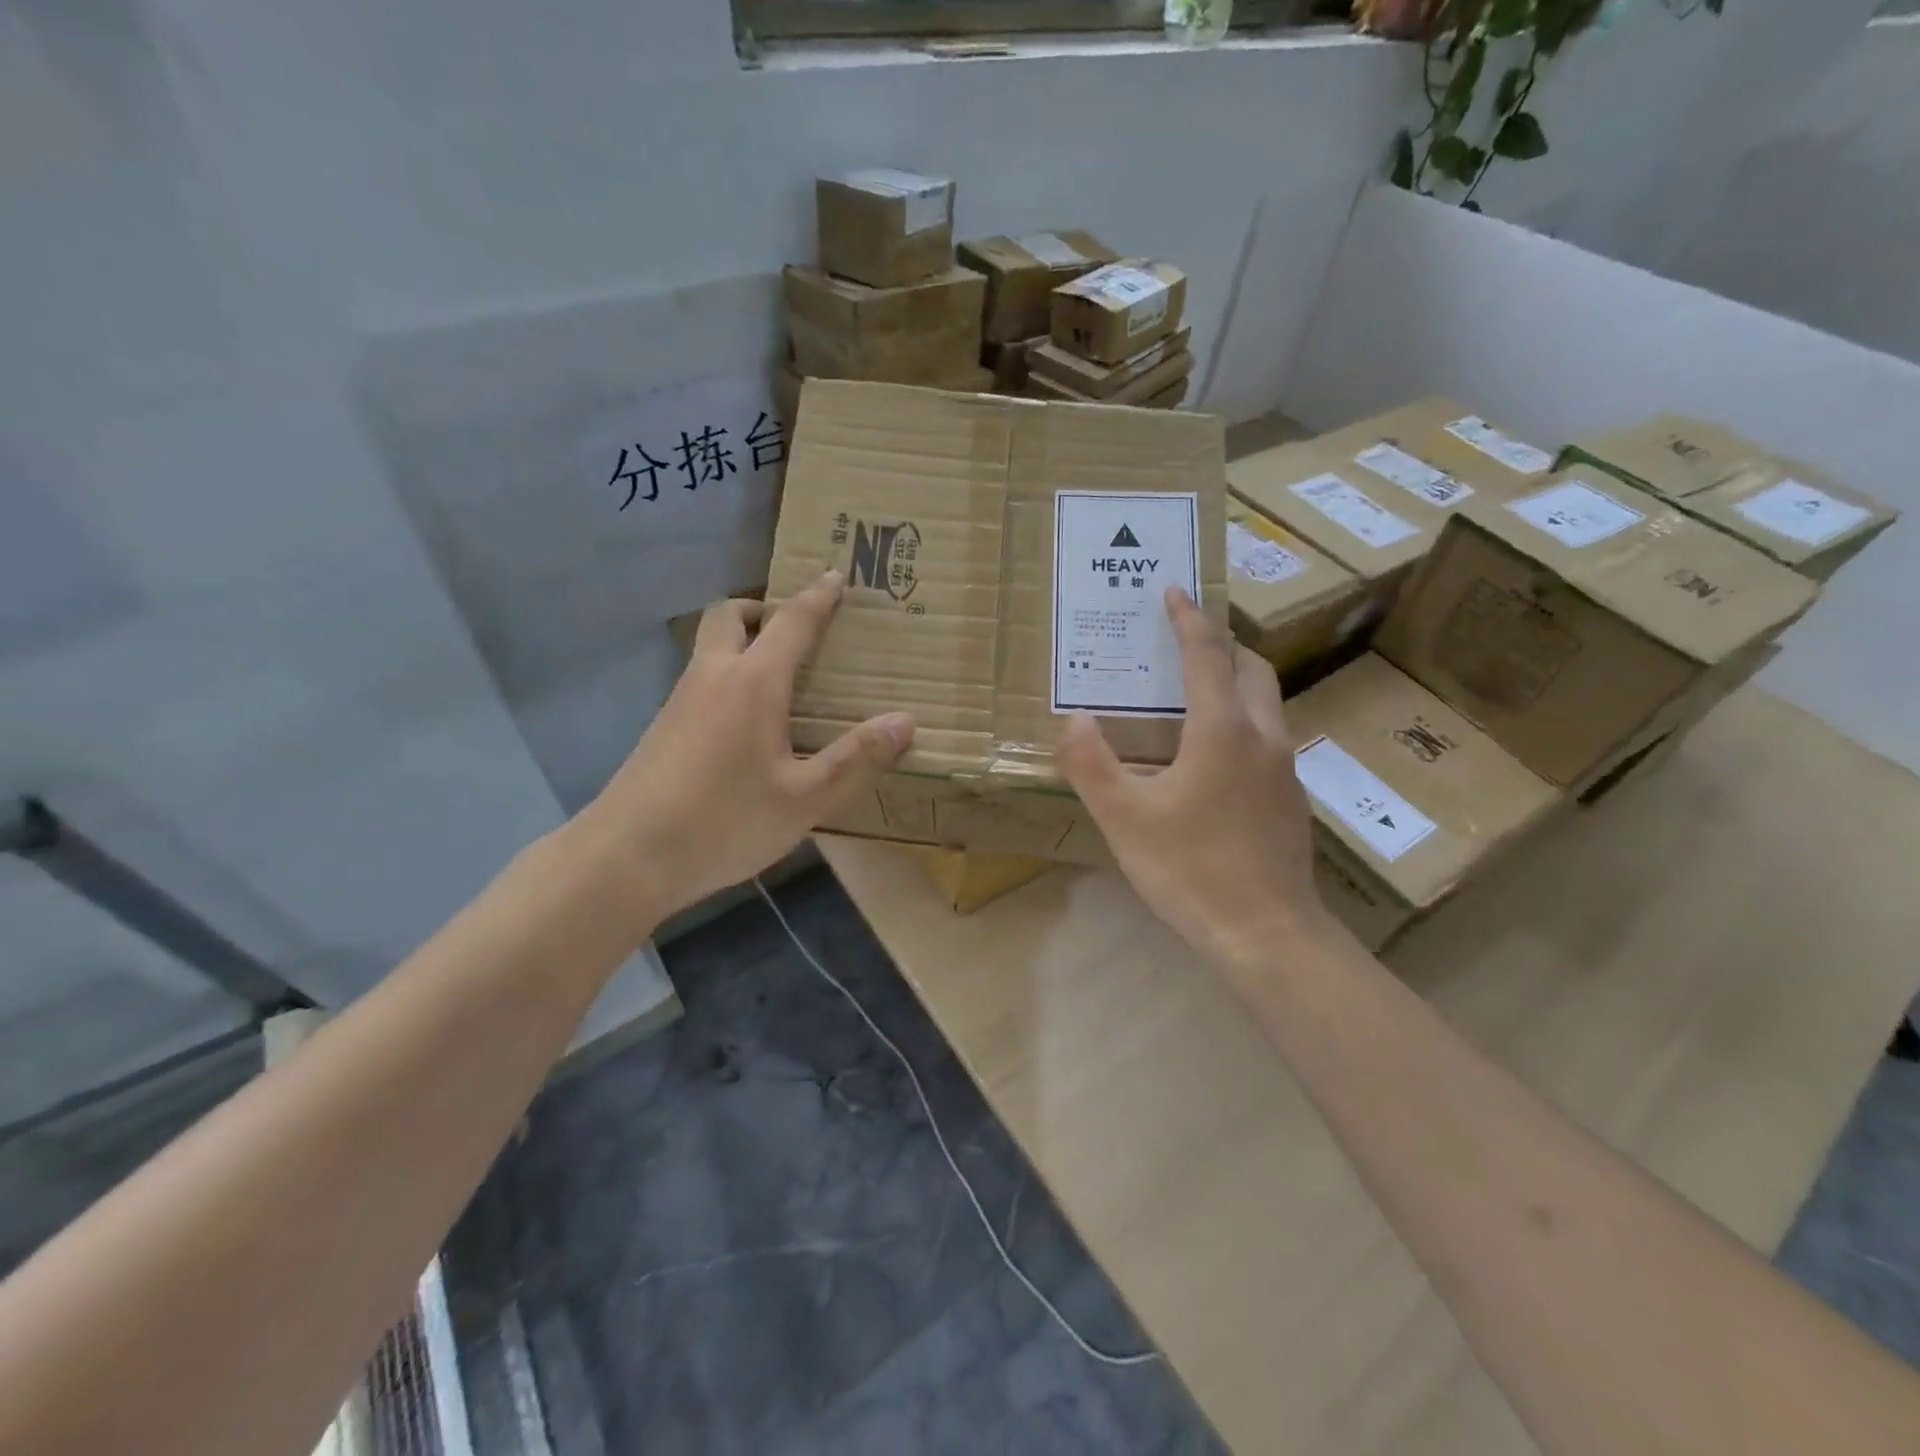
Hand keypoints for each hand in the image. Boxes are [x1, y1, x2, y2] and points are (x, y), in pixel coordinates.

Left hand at [571, 572, 914, 929]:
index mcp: (752, 683)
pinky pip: (703, 679)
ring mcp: (681, 700)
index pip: (791, 622)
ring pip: (711, 646)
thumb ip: (856, 759)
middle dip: (764, 609)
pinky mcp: (664, 728)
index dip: (817, 597)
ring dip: (744, 642)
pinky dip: (729, 676)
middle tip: (797, 631)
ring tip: (782, 677)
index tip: (836, 577)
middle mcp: (713, 677)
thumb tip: (905, 722)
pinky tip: (748, 724)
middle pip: (730, 615)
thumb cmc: (724, 822)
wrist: (626, 857)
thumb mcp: (804, 799)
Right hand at [1057, 587, 1325, 968]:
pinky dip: (1241, 719)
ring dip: (1235, 681)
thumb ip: (1092, 764)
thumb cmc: (1191, 870)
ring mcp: (1284, 768)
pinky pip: (1266, 736)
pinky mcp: (1290, 798)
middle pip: (1251, 669)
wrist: (1267, 934)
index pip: (1207, 654)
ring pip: (1266, 703)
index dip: (1188, 618)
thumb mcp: (1125, 818)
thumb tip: (1075, 720)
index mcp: (1222, 729)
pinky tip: (1211, 755)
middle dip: (1221, 643)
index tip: (1173, 590)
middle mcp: (1262, 736)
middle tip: (1186, 638)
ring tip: (1195, 689)